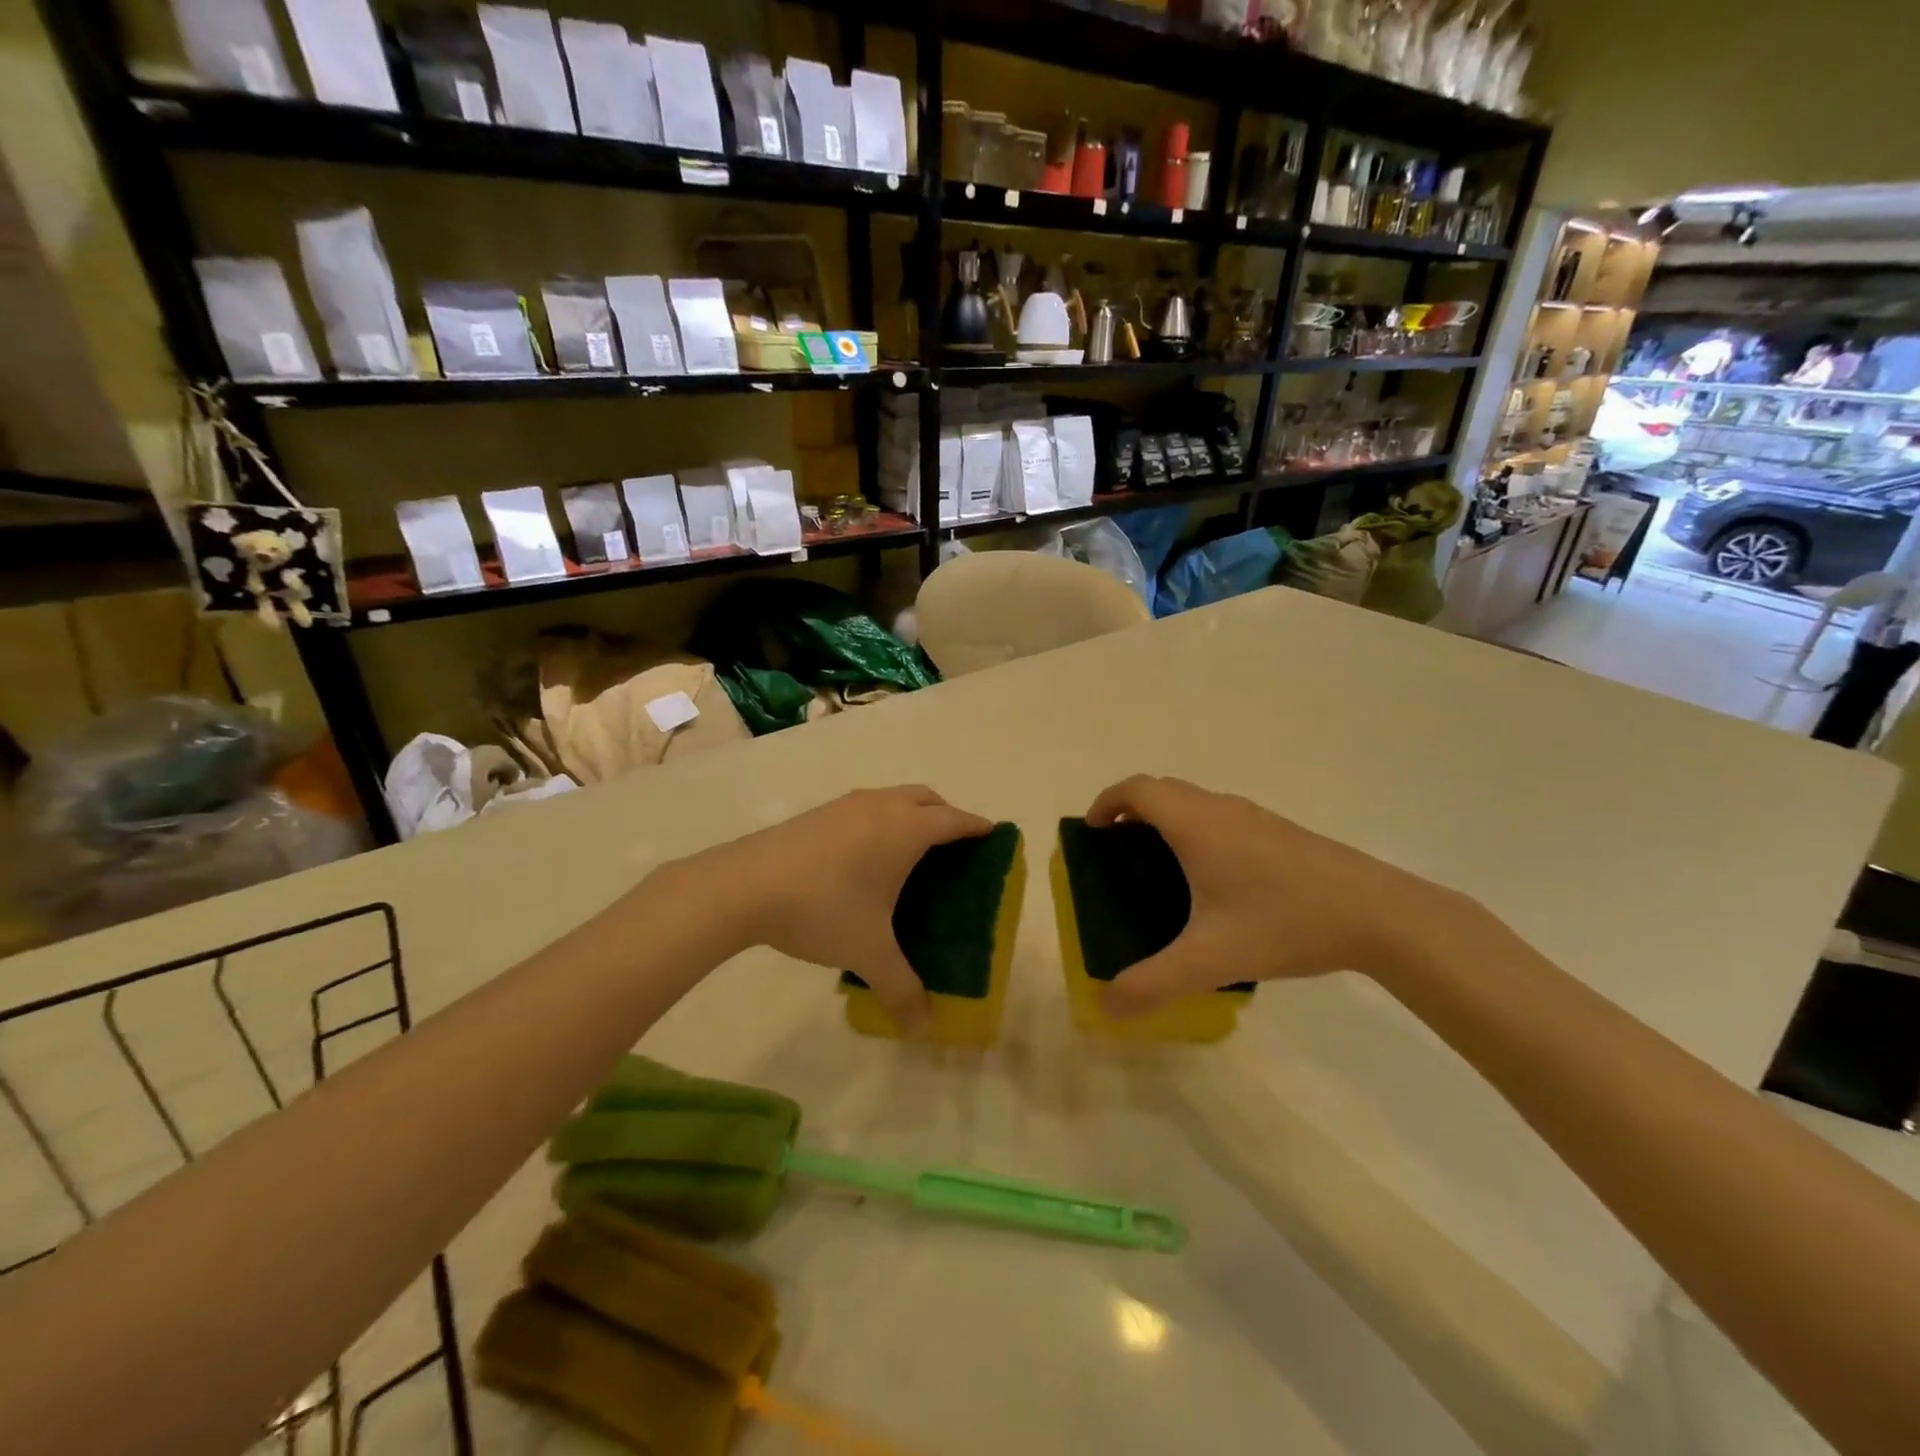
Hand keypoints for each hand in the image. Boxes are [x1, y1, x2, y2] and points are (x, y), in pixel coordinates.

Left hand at [700, 786, 992, 1030]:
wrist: (745, 885)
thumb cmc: (824, 908)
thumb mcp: (868, 952)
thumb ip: (901, 989)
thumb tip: (924, 1028)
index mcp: (906, 829)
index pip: (955, 821)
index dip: (977, 828)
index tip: (993, 836)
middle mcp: (881, 806)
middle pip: (926, 798)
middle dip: (946, 815)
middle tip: (953, 847)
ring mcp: (846, 805)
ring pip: (892, 798)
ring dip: (910, 813)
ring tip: (909, 852)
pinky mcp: (818, 813)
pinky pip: (864, 808)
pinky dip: (879, 820)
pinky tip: (863, 856)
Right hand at [1086, 776, 1475, 1018]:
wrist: (1380, 914)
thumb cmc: (1285, 922)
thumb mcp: (1211, 959)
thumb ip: (1153, 984)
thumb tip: (1105, 1008)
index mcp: (1195, 824)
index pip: (1136, 789)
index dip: (1106, 802)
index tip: (1091, 832)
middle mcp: (1221, 809)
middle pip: (1163, 790)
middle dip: (1131, 812)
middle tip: (1118, 854)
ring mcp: (1255, 818)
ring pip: (1195, 802)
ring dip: (1167, 820)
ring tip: (1160, 869)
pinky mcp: (1280, 832)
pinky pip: (1221, 818)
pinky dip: (1198, 831)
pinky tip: (1216, 883)